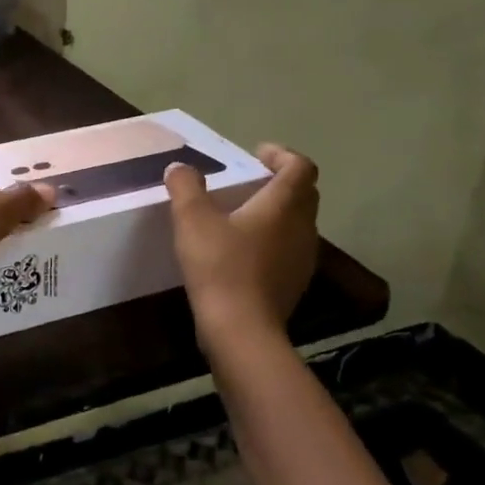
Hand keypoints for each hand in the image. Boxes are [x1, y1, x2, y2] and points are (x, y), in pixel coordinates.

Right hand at [165, 143, 319, 338]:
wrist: (241, 330)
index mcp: (284, 204)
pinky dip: (272, 240)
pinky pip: (289, 249)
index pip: (300, 167)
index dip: (281, 155)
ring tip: (243, 215)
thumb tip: (180, 168)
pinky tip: (243, 252)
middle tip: (249, 181)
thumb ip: (186, 188)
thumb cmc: (220, 267)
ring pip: (298, 223)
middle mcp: (302, 227)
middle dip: (280, 181)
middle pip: (304, 193)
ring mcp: (303, 258)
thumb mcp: (192, 220)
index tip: (256, 154)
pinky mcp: (294, 283)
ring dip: (277, 212)